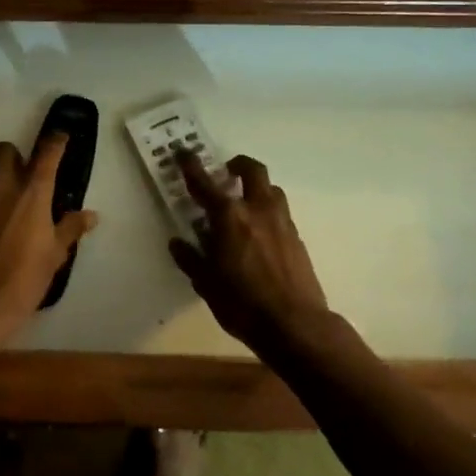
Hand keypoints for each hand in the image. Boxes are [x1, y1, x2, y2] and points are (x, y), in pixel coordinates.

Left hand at [0, 134, 96, 338]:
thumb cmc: (24, 279)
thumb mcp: (55, 256)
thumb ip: (70, 229)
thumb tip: (90, 215)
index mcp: (32, 192)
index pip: (47, 152)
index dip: (56, 141)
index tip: (61, 138)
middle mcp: (1, 186)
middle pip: (4, 149)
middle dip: (15, 155)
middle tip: (25, 175)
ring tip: (6, 201)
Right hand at [168, 151, 329, 355]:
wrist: (295, 324)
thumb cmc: (242, 304)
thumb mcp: (206, 283)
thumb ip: (190, 258)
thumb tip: (177, 242)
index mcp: (229, 217)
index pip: (205, 183)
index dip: (191, 166)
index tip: (183, 152)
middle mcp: (258, 210)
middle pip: (252, 171)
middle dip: (238, 165)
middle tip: (226, 172)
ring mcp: (282, 222)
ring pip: (272, 189)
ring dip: (257, 187)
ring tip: (244, 202)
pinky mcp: (297, 238)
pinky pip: (281, 212)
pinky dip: (267, 211)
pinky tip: (260, 233)